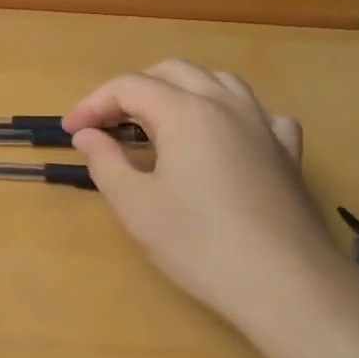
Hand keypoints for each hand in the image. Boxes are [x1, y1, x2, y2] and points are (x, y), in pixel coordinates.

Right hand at [63, 60, 349, 337]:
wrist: (287, 286)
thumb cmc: (199, 243)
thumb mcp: (135, 204)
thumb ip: (105, 161)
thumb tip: (88, 135)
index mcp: (184, 112)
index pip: (128, 86)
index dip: (93, 103)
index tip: (71, 131)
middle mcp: (225, 105)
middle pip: (173, 71)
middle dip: (133, 89)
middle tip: (107, 123)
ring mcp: (263, 126)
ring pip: (218, 82)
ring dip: (181, 91)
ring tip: (159, 122)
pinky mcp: (287, 154)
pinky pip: (259, 114)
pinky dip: (232, 115)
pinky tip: (225, 138)